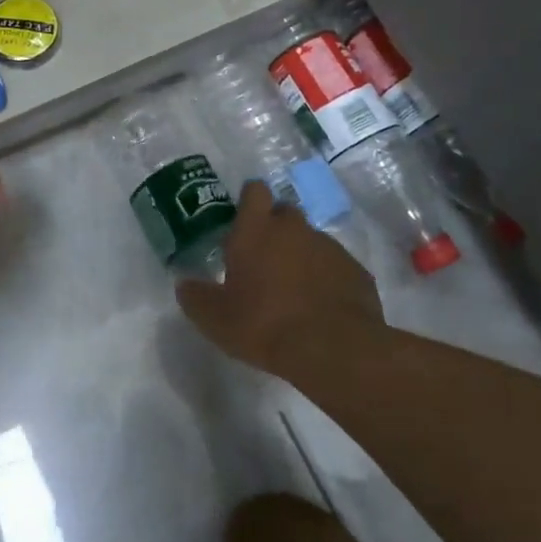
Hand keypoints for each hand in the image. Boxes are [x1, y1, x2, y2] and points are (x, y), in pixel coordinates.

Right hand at [176, 182, 387, 376]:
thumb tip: (184, 285)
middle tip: (264, 260)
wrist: (335, 350)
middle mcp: (294, 228)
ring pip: (311, 240)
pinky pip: (335, 266)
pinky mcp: (356, 271)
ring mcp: (329, 247)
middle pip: (284, 212)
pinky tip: (320, 308)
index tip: (244, 221)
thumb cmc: (264, 325)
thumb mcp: (215, 319)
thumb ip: (196, 297)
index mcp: (256, 230)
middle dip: (275, 229)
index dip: (250, 201)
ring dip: (301, 256)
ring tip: (293, 291)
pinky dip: (326, 279)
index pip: (254, 190)